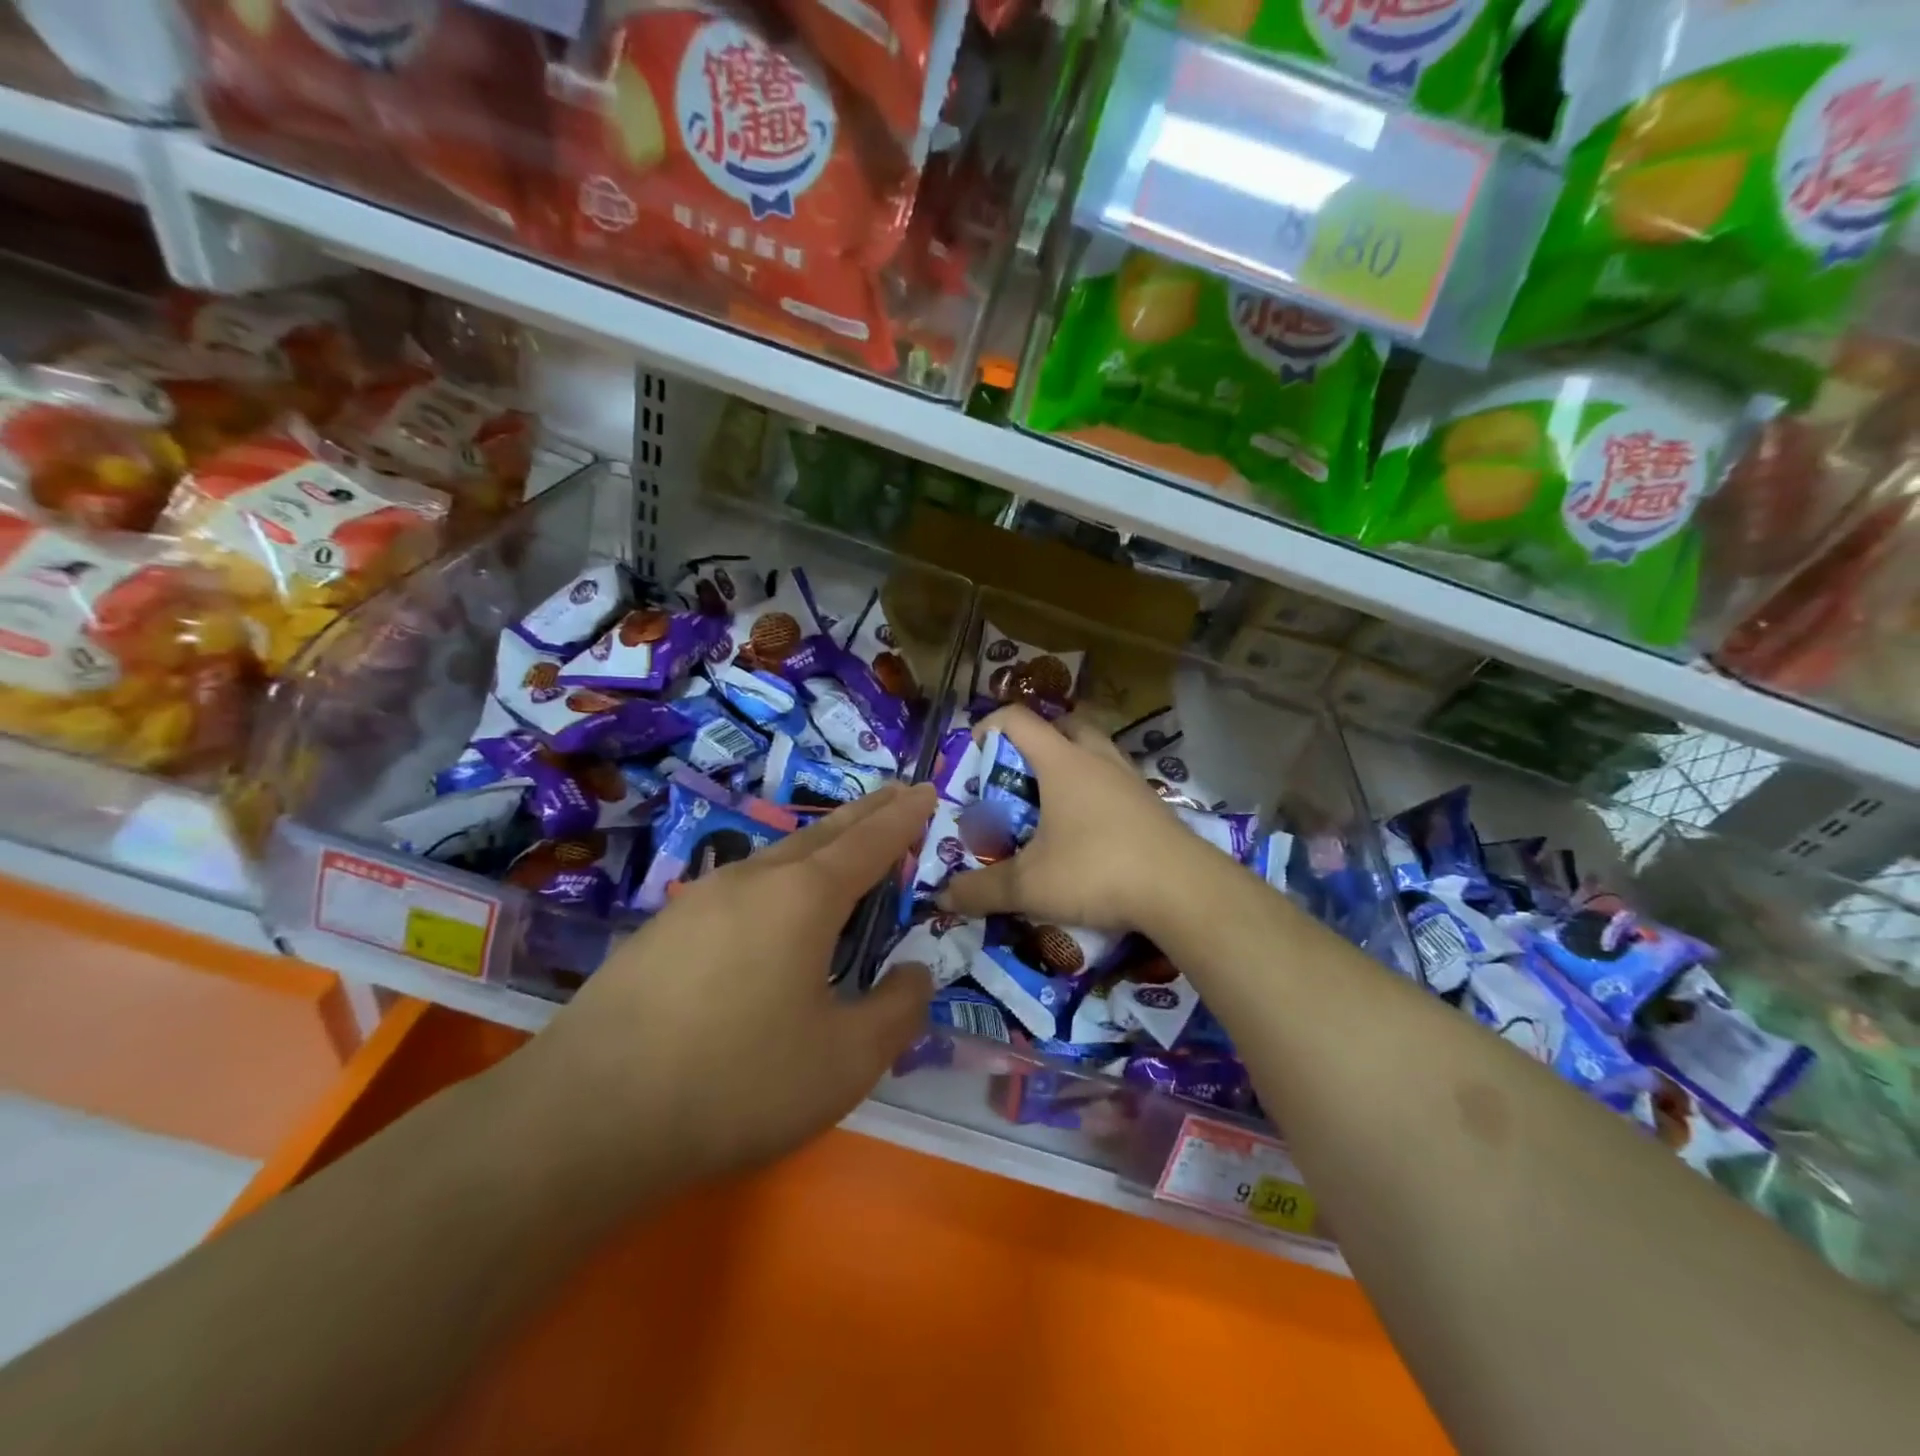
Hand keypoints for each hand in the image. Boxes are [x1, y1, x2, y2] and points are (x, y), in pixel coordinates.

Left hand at [515, 783, 937, 1191]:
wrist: (588, 1116)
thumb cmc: (738, 1082)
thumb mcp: (846, 1060)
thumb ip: (897, 1011)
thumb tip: (914, 973)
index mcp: (805, 897)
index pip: (870, 842)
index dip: (905, 817)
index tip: (927, 790)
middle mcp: (753, 881)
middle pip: (823, 834)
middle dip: (865, 813)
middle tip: (896, 792)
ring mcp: (700, 900)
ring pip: (776, 858)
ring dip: (818, 845)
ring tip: (840, 846)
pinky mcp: (661, 931)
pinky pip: (739, 889)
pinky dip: (776, 881)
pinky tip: (767, 910)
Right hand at [937, 705, 1212, 938]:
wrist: (1183, 890)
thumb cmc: (1097, 870)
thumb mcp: (1030, 886)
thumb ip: (982, 890)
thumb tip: (942, 897)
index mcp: (1062, 762)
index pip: (1017, 719)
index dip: (987, 727)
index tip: (972, 756)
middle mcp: (1097, 759)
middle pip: (1063, 725)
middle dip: (1035, 743)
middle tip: (1016, 777)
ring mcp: (1129, 780)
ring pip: (1095, 751)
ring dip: (1070, 765)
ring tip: (1049, 803)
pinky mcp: (1151, 805)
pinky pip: (1115, 781)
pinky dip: (1095, 792)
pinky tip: (1087, 831)